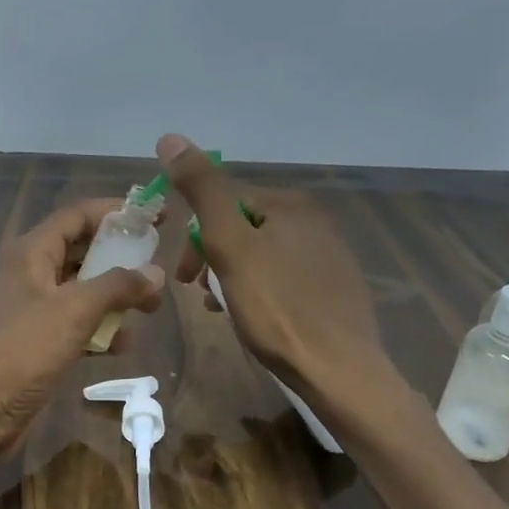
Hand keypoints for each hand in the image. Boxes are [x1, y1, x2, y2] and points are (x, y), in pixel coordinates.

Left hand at [0, 198, 164, 458]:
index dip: (116, 212)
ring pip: (83, 290)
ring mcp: (34, 310)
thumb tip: (155, 271)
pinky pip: (78, 325)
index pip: (77, 216)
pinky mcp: (39, 342)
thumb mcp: (74, 311)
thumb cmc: (23, 352)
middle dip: (121, 257)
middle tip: (159, 266)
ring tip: (153, 306)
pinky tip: (126, 344)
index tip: (156, 217)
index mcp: (31, 252)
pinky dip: (101, 329)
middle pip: (82, 251)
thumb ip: (118, 286)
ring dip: (116, 296)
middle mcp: (31, 274)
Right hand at [158, 133, 403, 430]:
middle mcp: (315, 221)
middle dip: (213, 257)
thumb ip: (202, 191)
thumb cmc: (277, 308)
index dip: (195, 237)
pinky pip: (283, 277)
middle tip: (201, 294)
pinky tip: (255, 317)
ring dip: (232, 276)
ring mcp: (329, 255)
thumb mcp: (230, 245)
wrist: (338, 370)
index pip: (225, 201)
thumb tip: (171, 138)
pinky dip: (259, 290)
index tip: (184, 276)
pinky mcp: (335, 287)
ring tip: (224, 310)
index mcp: (291, 204)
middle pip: (243, 228)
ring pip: (261, 254)